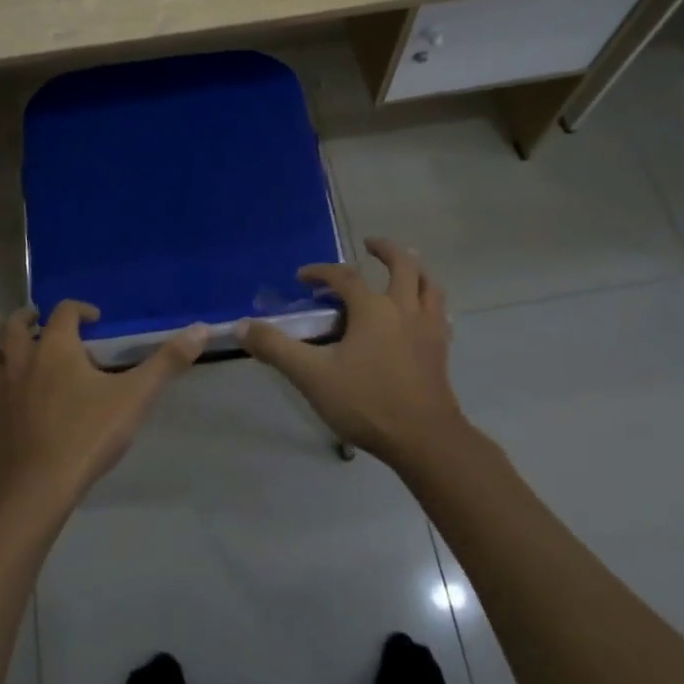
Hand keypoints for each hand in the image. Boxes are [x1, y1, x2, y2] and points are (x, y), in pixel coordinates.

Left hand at [0, 301, 206, 514]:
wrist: (32, 490)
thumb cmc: (85, 435)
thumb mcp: (134, 397)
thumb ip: (167, 362)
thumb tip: (202, 329)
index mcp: (55, 347)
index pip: (64, 312)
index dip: (80, 309)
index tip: (96, 319)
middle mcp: (24, 361)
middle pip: (14, 326)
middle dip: (28, 318)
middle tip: (43, 322)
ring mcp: (4, 391)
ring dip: (6, 346)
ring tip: (22, 352)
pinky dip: (2, 380)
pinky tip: (21, 397)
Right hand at [240, 238, 465, 465]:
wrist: (424, 439)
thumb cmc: (366, 402)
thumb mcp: (312, 376)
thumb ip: (276, 348)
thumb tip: (242, 326)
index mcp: (372, 308)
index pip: (344, 277)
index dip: (321, 272)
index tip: (302, 278)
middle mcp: (404, 308)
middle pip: (402, 265)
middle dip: (385, 249)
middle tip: (370, 243)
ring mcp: (428, 328)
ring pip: (429, 284)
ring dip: (415, 269)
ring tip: (405, 267)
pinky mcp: (441, 349)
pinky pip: (440, 314)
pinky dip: (431, 303)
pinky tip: (425, 313)